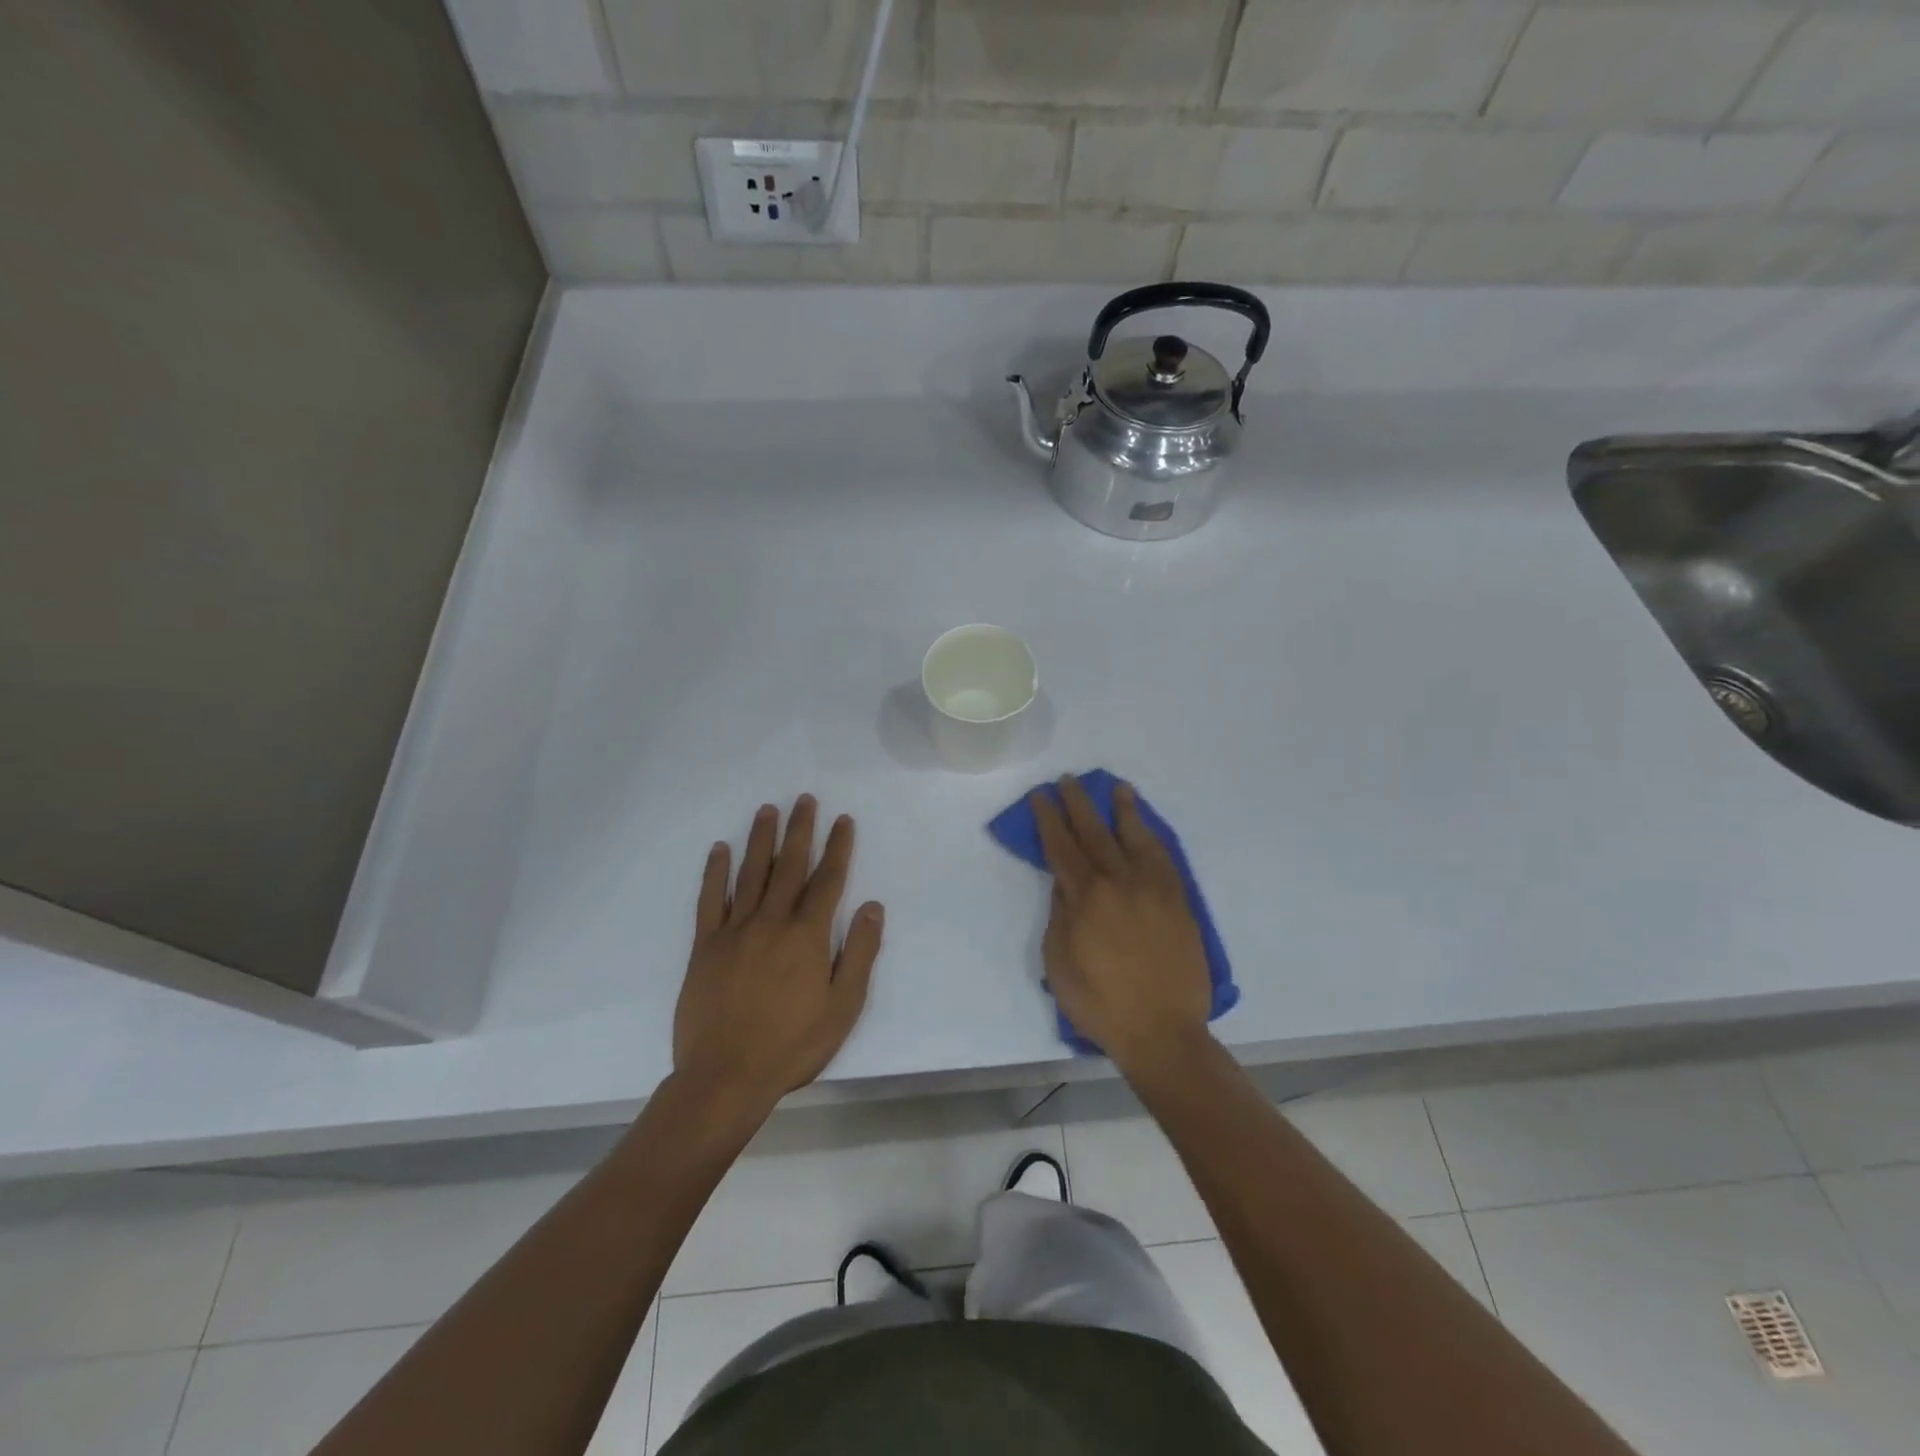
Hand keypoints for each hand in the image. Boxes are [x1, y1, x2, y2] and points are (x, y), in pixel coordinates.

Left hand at [674, 796, 883, 1117]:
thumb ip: (859, 952)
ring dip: (761, 839)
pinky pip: (710, 900)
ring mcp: (734, 931)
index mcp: (807, 936)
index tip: (843, 820)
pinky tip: (720, 849)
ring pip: (751, 874)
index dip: (838, 847)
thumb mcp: (843, 1006)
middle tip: (804, 799)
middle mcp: (771, 922)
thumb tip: (872, 906)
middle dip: (800, 830)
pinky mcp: (705, 946)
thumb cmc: (792, 1044)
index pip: (828, 880)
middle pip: (789, 866)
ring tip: (767, 810)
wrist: (725, 1077)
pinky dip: (715, 872)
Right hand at [1031, 776, 1211, 1074]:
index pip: (1062, 848)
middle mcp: (1120, 882)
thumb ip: (1060, 915)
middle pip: (1095, 833)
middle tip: (1069, 780)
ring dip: (1123, 810)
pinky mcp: (1178, 901)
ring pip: (1135, 837)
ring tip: (1116, 788)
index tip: (1040, 797)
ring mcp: (1154, 889)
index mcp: (1087, 898)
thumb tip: (1064, 882)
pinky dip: (1152, 836)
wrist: (1161, 1030)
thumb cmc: (1100, 1002)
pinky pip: (1164, 858)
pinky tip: (1145, 827)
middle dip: (1078, 804)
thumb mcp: (1059, 962)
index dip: (1049, 820)